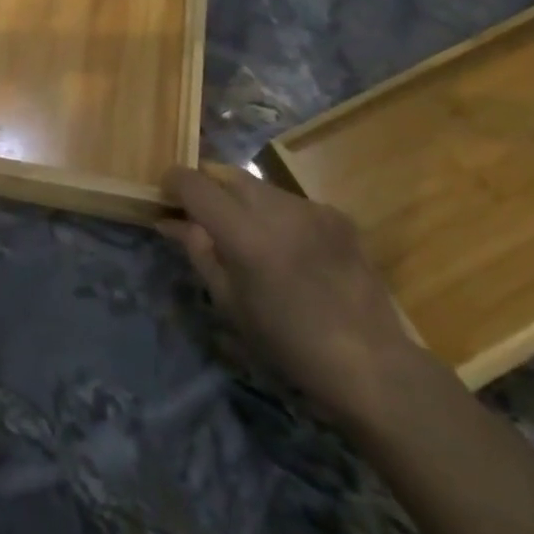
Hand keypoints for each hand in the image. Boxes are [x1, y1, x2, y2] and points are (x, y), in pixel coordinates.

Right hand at [160, 165, 426, 425]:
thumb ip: (198, 251)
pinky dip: (277, 214)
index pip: (194, 183)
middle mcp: (276, 207)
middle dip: (207, 186)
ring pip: (259, 186)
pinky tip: (287, 248)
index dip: (173, 182)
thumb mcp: (230, 302)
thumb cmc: (286, 341)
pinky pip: (291, 202)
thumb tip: (169, 221)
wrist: (368, 360)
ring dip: (242, 199)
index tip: (165, 195)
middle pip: (226, 173)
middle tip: (201, 215)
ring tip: (246, 235)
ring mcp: (310, 207)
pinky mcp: (336, 214)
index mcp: (243, 233)